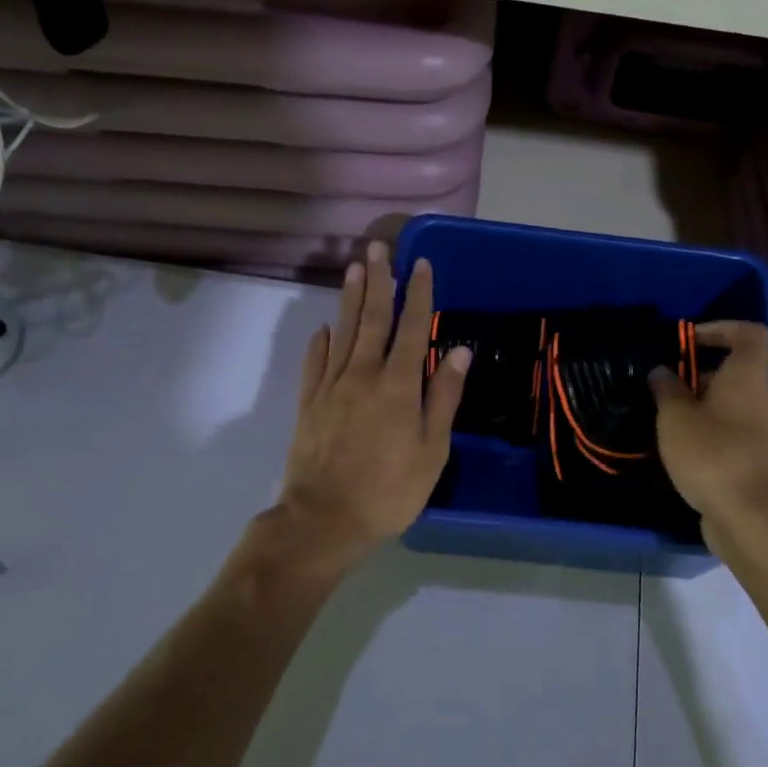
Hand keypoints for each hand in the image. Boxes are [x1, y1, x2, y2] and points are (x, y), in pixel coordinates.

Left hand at [256, 243, 469, 582]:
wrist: (324, 519)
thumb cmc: (390, 490)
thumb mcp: (432, 449)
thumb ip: (443, 397)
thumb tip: (458, 352)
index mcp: (398, 384)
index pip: (411, 328)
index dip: (417, 294)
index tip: (421, 264)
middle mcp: (363, 374)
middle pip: (372, 318)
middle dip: (379, 280)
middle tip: (379, 247)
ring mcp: (331, 386)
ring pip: (342, 331)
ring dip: (350, 298)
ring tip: (355, 268)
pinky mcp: (308, 403)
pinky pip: (315, 362)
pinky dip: (321, 341)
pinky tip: (325, 327)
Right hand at [650, 321, 767, 558]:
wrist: (749, 518)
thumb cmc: (712, 455)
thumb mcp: (676, 418)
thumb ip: (666, 389)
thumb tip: (662, 371)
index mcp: (747, 379)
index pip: (749, 334)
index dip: (721, 327)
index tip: (689, 340)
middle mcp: (761, 399)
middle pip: (735, 370)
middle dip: (698, 371)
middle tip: (664, 383)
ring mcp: (761, 431)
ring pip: (730, 403)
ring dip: (699, 403)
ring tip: (665, 416)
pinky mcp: (754, 459)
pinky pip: (730, 430)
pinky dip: (707, 429)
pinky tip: (680, 446)